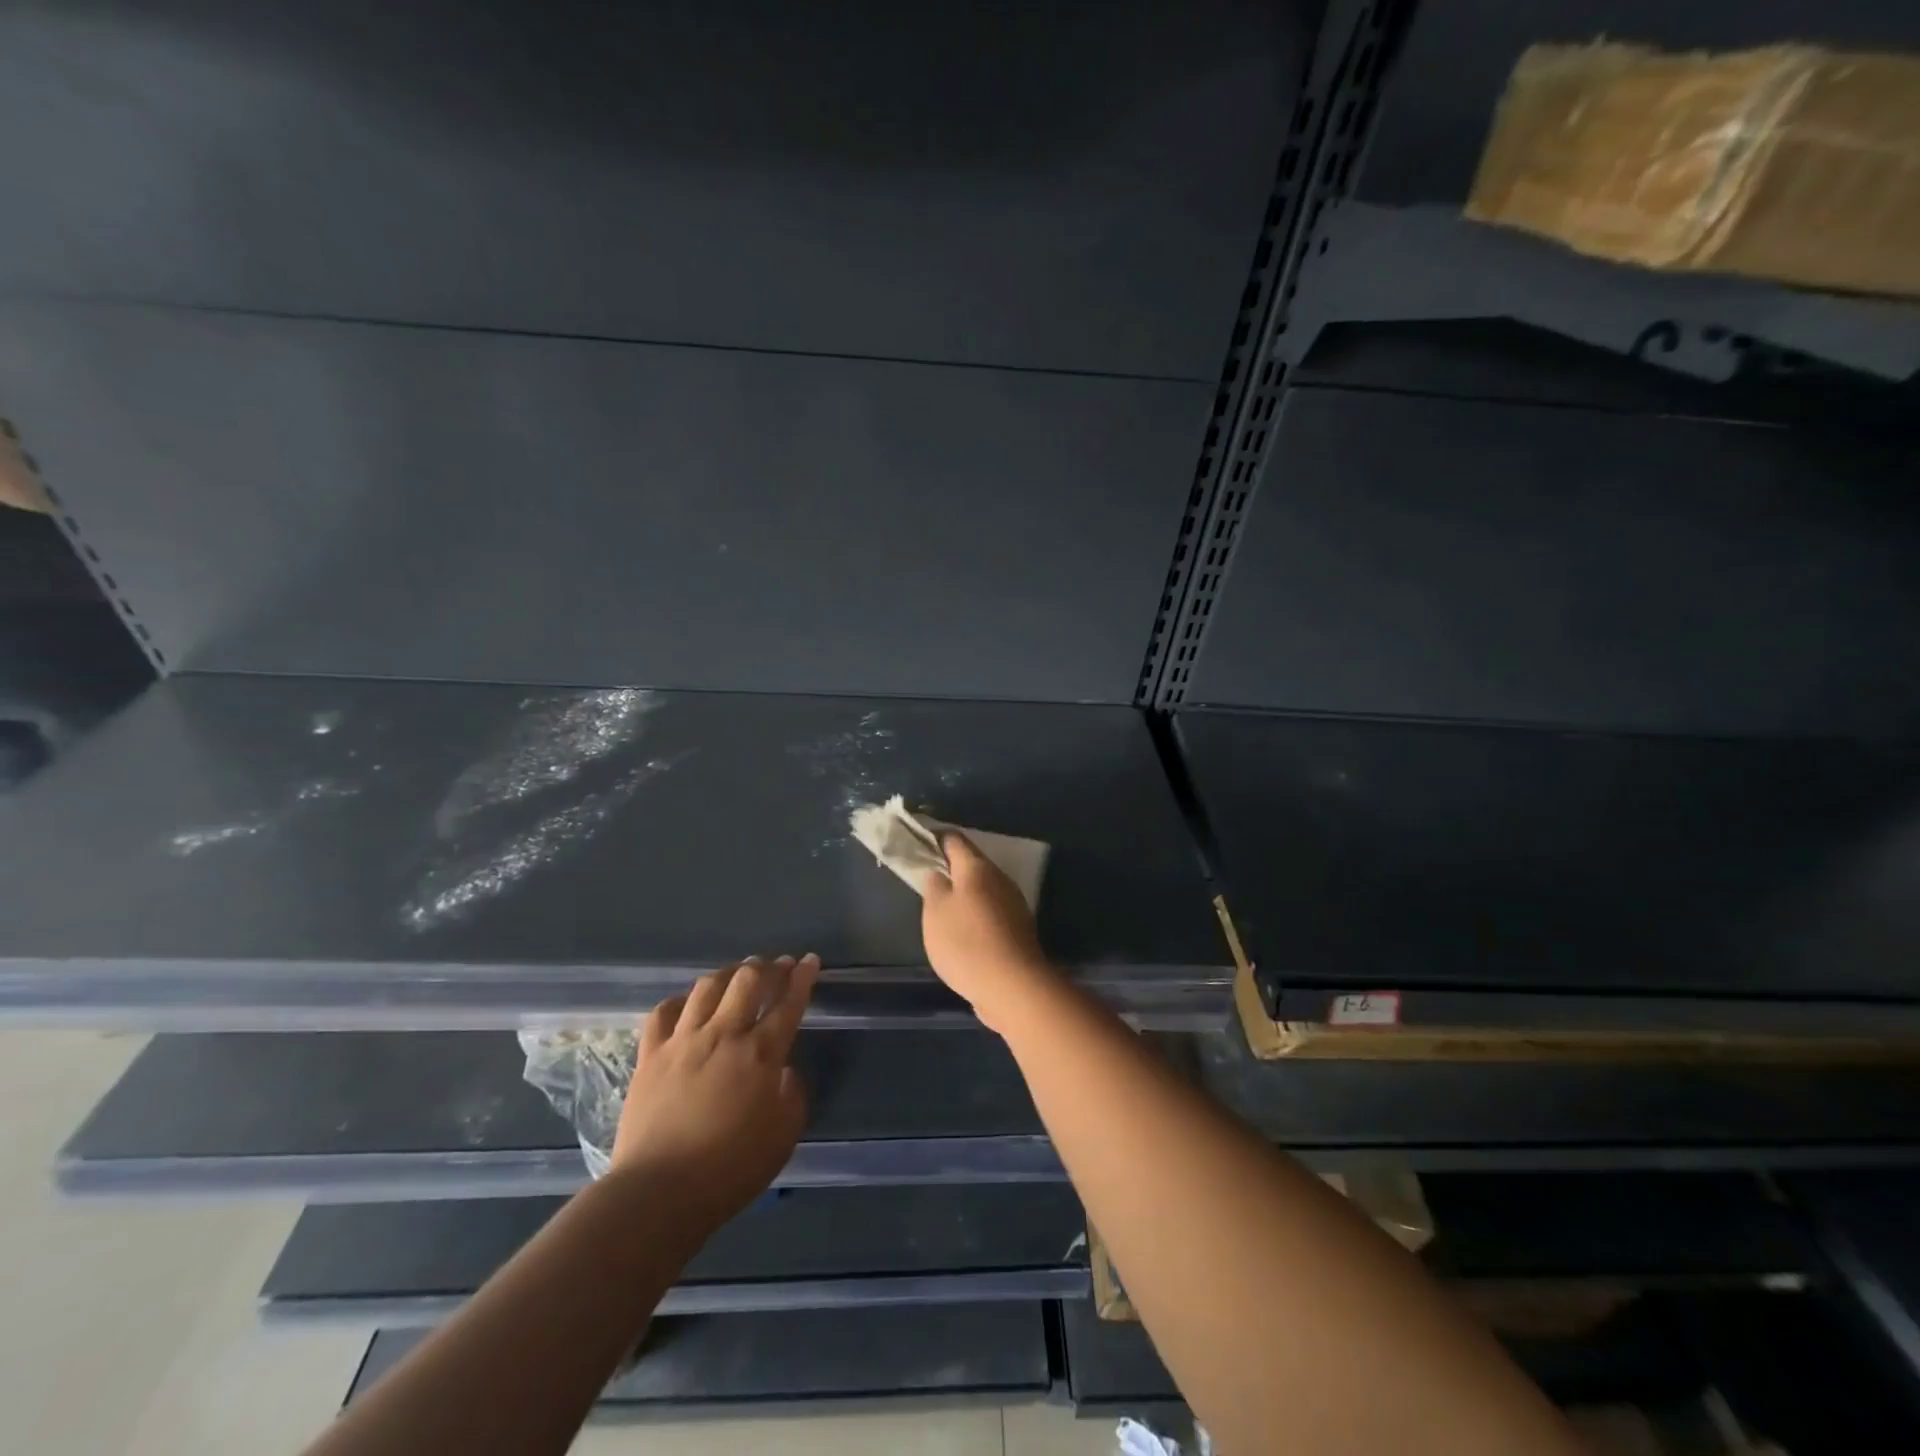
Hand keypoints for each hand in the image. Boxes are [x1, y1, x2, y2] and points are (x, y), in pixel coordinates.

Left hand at [611, 954, 818, 1228]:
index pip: (788, 1003)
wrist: (658, 1192)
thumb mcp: (783, 1137)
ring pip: (706, 987)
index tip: (810, 960)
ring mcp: (683, 1041)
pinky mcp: (650, 1055)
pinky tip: (686, 1003)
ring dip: (727, 973)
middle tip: (776, 965)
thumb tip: (785, 1072)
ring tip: (736, 974)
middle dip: (767, 967)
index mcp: (761, 1054)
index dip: (802, 978)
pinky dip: (679, 1001)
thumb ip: (792, 1096)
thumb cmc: (730, 1169)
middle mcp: (724, 1035)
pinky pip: (663, 1012)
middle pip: (748, 981)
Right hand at [921, 833, 1054, 1032]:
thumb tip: (939, 874)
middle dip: (950, 869)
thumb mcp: (935, 912)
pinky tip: (965, 933)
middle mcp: (1000, 879)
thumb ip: (934, 887)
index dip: (935, 839)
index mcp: (977, 868)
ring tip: (943, 909)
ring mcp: (1013, 904)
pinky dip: (977, 915)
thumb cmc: (966, 943)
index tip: (918, 844)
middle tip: (928, 880)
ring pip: (983, 889)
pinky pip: (992, 912)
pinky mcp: (1019, 929)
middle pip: (972, 864)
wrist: (1014, 986)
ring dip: (965, 894)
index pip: (954, 840)